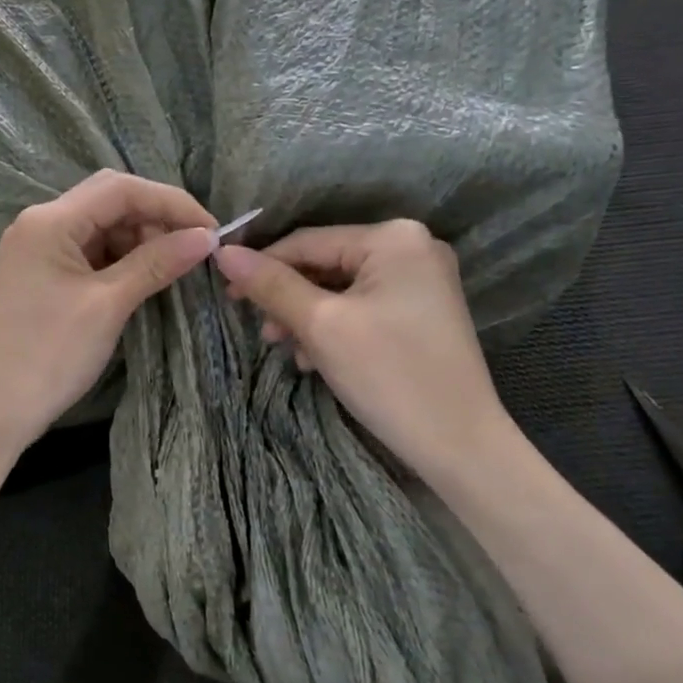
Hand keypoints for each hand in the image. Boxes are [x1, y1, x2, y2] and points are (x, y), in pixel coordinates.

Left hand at [0, 171, 216, 452]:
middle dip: (155, 218)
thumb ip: (155, 263)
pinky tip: (142, 278)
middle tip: (193, 250)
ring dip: (139, 240)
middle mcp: (40, 224)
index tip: (212, 230)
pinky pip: (88, 253)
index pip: (121, 189)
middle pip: (109, 201)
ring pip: (100, 227)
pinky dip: (119, 260)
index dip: (172, 202)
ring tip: (172, 268)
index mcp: (50, 221)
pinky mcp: (40, 276)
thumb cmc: (47, 355)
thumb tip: (206, 237)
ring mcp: (37, 250)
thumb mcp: (107, 305)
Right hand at [214, 221, 512, 480]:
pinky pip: (363, 307)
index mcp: (393, 238)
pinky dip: (334, 328)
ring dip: (307, 317)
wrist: (459, 444)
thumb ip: (271, 285)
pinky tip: (314, 359)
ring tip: (286, 350)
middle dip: (288, 298)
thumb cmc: (388, 375)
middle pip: (325, 263)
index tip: (225, 293)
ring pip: (341, 289)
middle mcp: (412, 247)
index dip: (262, 265)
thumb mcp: (321, 326)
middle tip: (262, 332)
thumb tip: (224, 253)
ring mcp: (421, 282)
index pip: (308, 241)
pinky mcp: (421, 313)